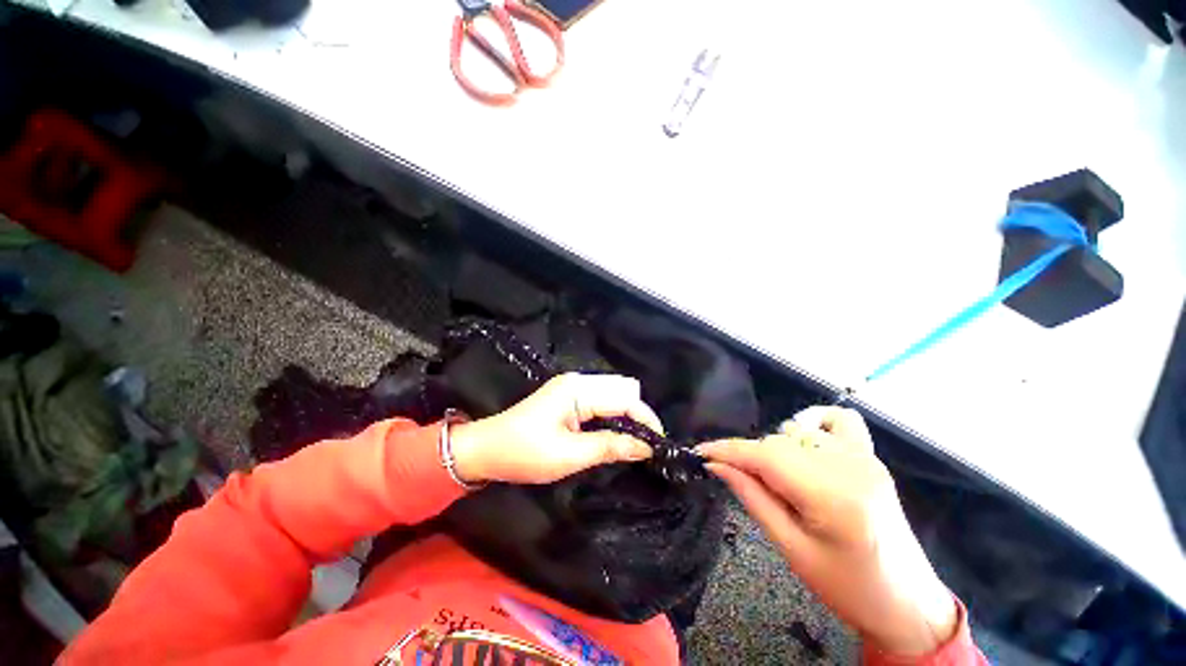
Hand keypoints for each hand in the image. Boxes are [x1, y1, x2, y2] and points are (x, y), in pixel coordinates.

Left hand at [448, 373, 662, 484]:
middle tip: (644, 446)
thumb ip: (610, 447)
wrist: (486, 449)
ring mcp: (573, 388)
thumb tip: (646, 447)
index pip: (625, 399)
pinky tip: (613, 435)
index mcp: (578, 390)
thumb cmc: (524, 453)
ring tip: (632, 443)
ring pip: (613, 396)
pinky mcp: (568, 398)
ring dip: (626, 417)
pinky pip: (601, 402)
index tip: (658, 445)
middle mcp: (579, 382)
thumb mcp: (569, 455)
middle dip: (638, 416)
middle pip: (623, 391)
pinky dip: (612, 417)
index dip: (645, 420)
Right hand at [696, 406, 959, 656]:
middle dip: (749, 457)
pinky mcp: (871, 457)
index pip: (766, 456)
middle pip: (778, 443)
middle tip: (736, 478)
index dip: (727, 450)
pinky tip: (805, 443)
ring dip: (775, 449)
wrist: (907, 602)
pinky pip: (839, 420)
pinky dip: (813, 423)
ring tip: (776, 479)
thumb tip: (717, 465)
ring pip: (797, 432)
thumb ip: (752, 497)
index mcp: (834, 498)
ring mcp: (865, 458)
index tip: (700, 452)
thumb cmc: (846, 587)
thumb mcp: (791, 548)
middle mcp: (851, 467)